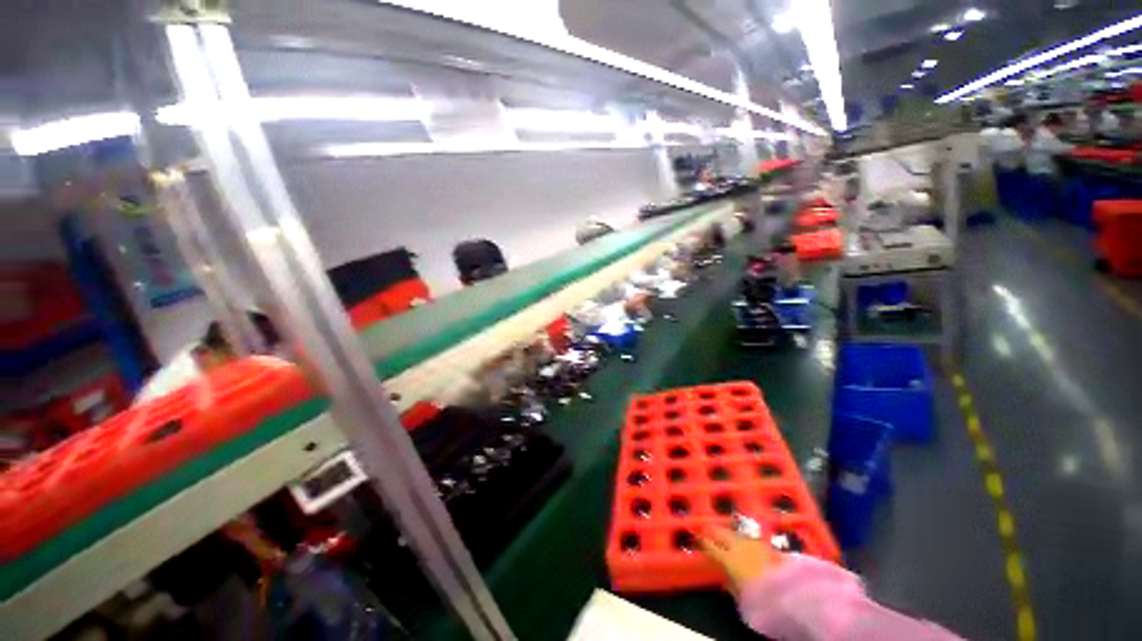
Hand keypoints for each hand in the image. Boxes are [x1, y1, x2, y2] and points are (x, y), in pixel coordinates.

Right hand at [701, 525, 783, 595]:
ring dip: (730, 534)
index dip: (701, 540)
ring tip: (727, 536)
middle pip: (722, 533)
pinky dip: (745, 540)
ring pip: (737, 533)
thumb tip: (724, 578)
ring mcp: (754, 543)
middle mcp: (738, 545)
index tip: (696, 537)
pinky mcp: (768, 545)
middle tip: (708, 530)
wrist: (790, 593)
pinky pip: (751, 539)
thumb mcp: (740, 596)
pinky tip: (746, 544)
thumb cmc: (759, 598)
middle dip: (714, 531)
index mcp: (728, 557)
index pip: (709, 545)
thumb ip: (730, 584)